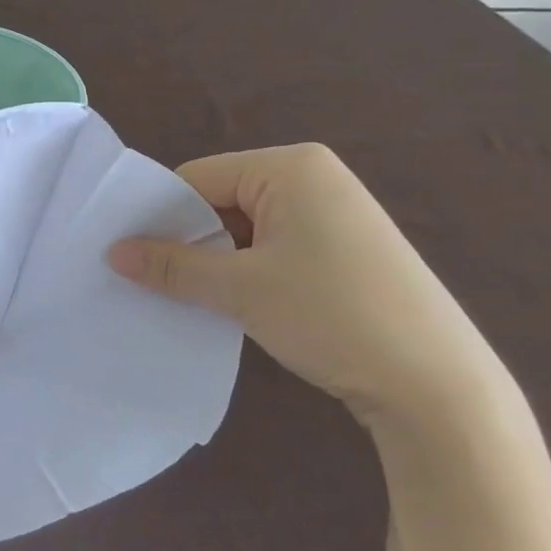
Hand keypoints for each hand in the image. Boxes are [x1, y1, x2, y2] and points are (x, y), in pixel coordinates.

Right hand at [109, 144, 507, 419]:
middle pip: (222, 199)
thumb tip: (113, 252)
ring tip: (180, 296)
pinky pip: (275, 247)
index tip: (123, 252)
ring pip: (246, 227)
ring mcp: (334, 213)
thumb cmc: (332, 315)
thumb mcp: (241, 289)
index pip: (198, 177)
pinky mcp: (344, 249)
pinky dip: (246, 271)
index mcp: (291, 166)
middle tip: (144, 278)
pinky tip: (228, 303)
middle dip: (187, 239)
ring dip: (214, 260)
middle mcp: (314, 177)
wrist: (436, 383)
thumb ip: (174, 266)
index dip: (158, 214)